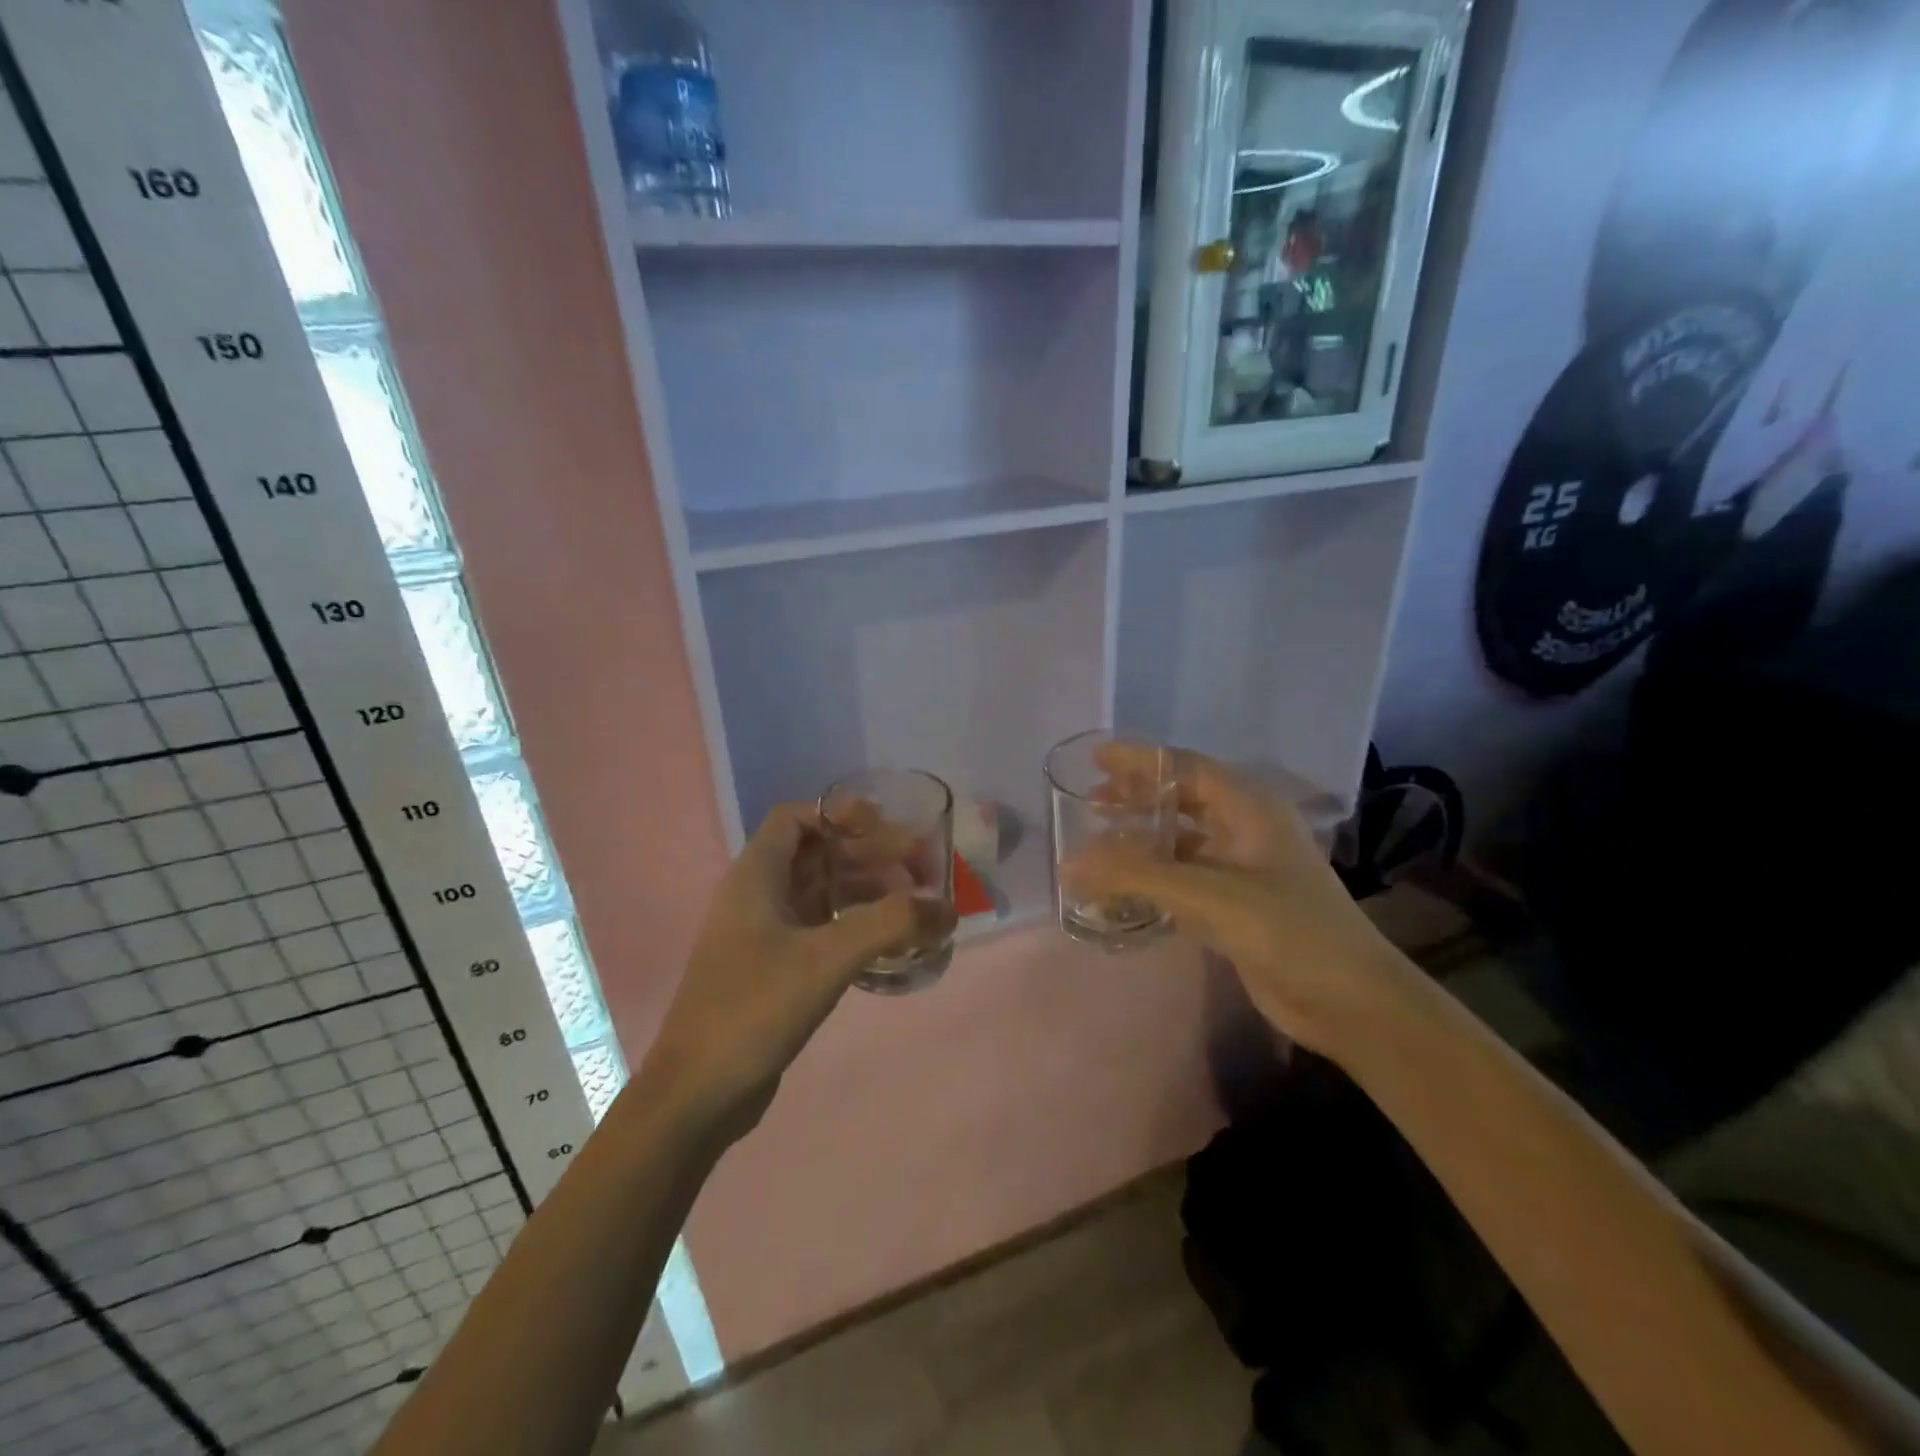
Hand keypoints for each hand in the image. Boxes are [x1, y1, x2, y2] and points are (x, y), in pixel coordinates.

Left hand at [639, 803, 951, 1145]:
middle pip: (815, 855)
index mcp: (755, 876)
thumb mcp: (826, 958)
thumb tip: (946, 908)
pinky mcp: (772, 970)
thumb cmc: (753, 1008)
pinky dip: (853, 927)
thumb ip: (890, 925)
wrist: (697, 1094)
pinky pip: (818, 930)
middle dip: (866, 855)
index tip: (887, 830)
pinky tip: (887, 945)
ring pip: (819, 894)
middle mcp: (755, 896)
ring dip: (864, 892)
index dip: (840, 815)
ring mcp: (762, 935)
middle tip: (917, 868)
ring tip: (913, 907)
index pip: (796, 818)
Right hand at [1065, 746, 1416, 1055]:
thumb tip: (1068, 863)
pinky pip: (1183, 881)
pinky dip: (1151, 880)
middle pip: (1182, 801)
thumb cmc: (1290, 931)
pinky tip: (1121, 889)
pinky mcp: (1235, 908)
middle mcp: (1246, 830)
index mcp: (1250, 809)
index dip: (1139, 760)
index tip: (1095, 760)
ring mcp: (1241, 871)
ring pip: (1181, 842)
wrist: (1352, 1004)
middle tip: (1091, 803)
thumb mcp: (1211, 895)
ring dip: (1141, 841)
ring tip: (1097, 843)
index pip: (1185, 767)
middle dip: (1137, 799)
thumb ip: (1138, 876)